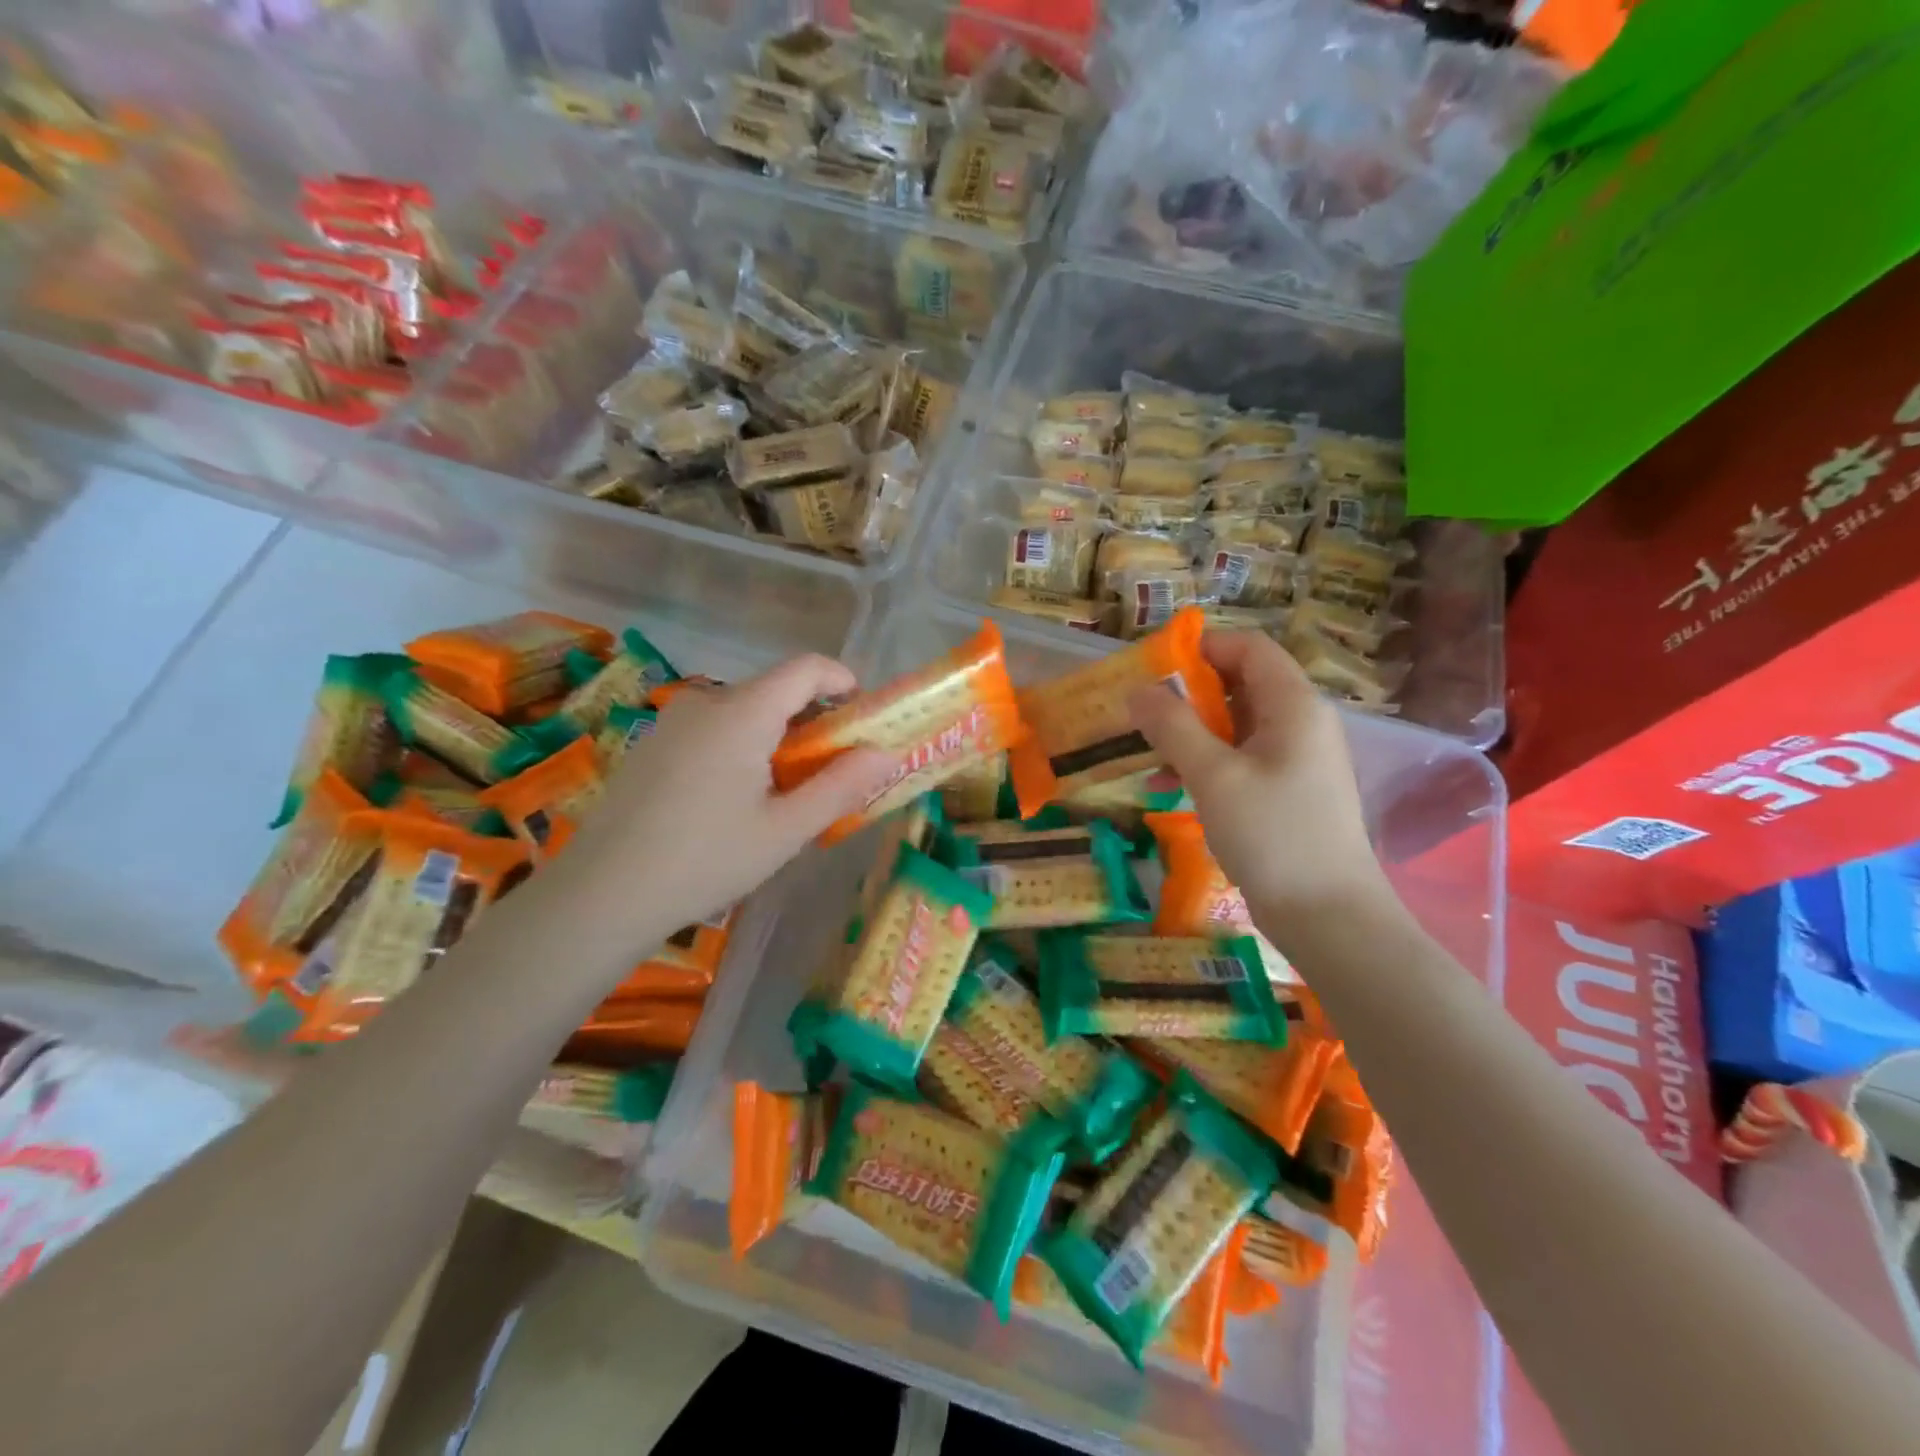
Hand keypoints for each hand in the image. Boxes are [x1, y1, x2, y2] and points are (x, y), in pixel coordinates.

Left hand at [564, 655, 895, 932]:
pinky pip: (713, 729)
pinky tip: (734, 801)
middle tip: (830, 771)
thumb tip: (886, 753)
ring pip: (743, 712)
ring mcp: (672, 722)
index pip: (805, 668)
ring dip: (776, 738)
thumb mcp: (785, 830)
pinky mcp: (652, 745)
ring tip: (784, 794)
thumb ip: (840, 786)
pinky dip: (742, 747)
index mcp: (742, 713)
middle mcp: (706, 703)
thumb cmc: (705, 860)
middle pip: (774, 691)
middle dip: (812, 721)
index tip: (862, 715)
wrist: (601, 894)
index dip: (841, 680)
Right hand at [1128, 631, 1387, 926]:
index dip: (1201, 648)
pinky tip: (1168, 785)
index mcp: (1293, 705)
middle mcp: (1301, 722)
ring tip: (1147, 753)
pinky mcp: (1287, 790)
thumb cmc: (1272, 834)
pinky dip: (1205, 762)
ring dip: (1190, 732)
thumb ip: (1173, 727)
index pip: (1248, 647)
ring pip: (1236, 724)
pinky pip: (1240, 758)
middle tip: (1141, 713)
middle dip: (1187, 694)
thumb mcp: (1213, 776)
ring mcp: (1296, 758)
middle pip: (1240, 683)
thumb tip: (1138, 691)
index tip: (1153, 669)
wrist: (1327, 916)